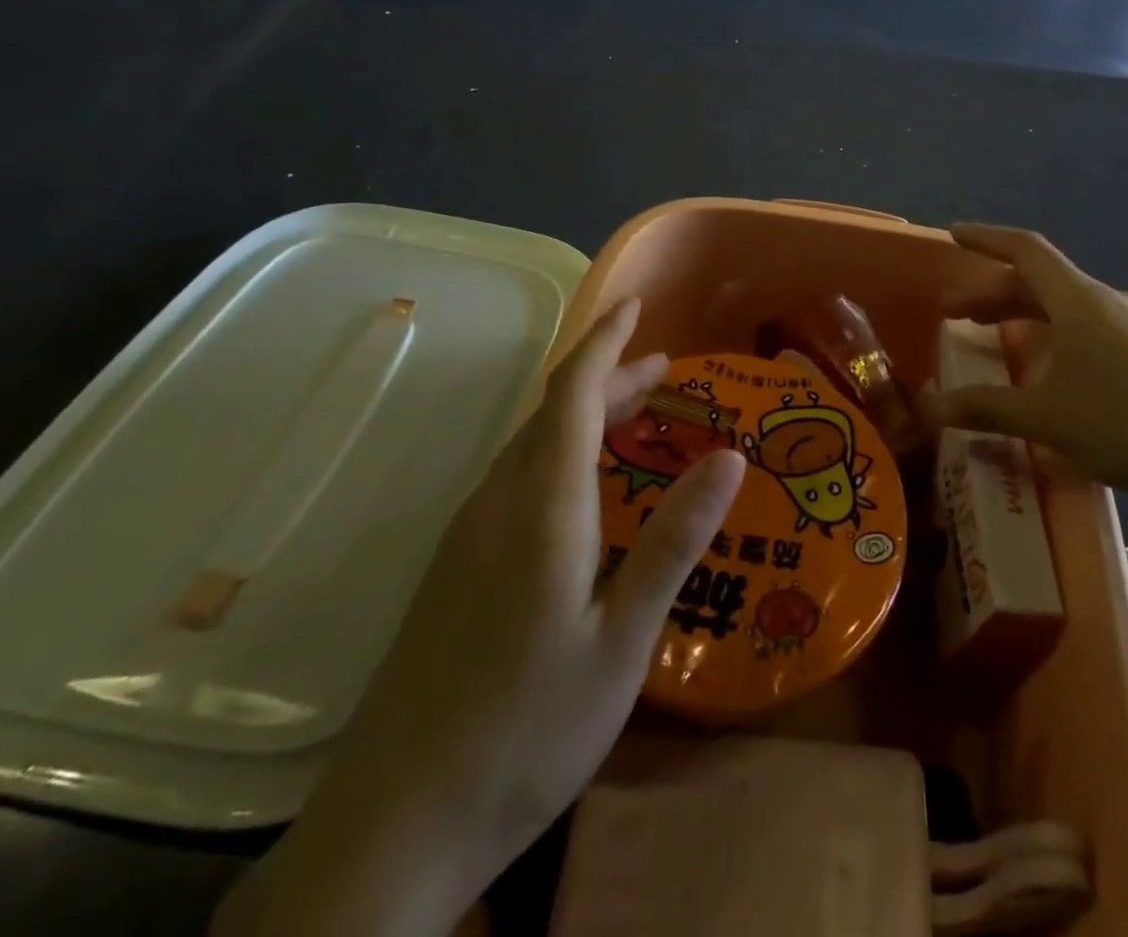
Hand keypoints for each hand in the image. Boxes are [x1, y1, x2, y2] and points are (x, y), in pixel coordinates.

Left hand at [214, 299, 745, 936]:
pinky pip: (516, 479)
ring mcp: (468, 535)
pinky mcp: (455, 566)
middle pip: (554, 413)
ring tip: (638, 417)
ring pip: (533, 445)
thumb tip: (730, 457)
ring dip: (586, 417)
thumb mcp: (623, 637)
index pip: (573, 393)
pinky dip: (561, 455)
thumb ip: (674, 540)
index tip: (635, 304)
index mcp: (542, 506)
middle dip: (610, 378)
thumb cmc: (528, 726)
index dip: (605, 340)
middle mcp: (498, 502)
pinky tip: (586, 491)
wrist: (397, 822)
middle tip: (666, 372)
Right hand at [919, 225, 1127, 523]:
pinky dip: (1054, 338)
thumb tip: (926, 409)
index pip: (1024, 249)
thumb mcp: (1046, 418)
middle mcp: (1108, 302)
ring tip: (995, 343)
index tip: (952, 236)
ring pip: (1066, 308)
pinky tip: (1051, 376)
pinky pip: (1090, 331)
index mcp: (1079, 300)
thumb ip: (983, 408)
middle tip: (955, 314)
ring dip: (1024, 317)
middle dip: (993, 293)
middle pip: (1040, 281)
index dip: (984, 238)